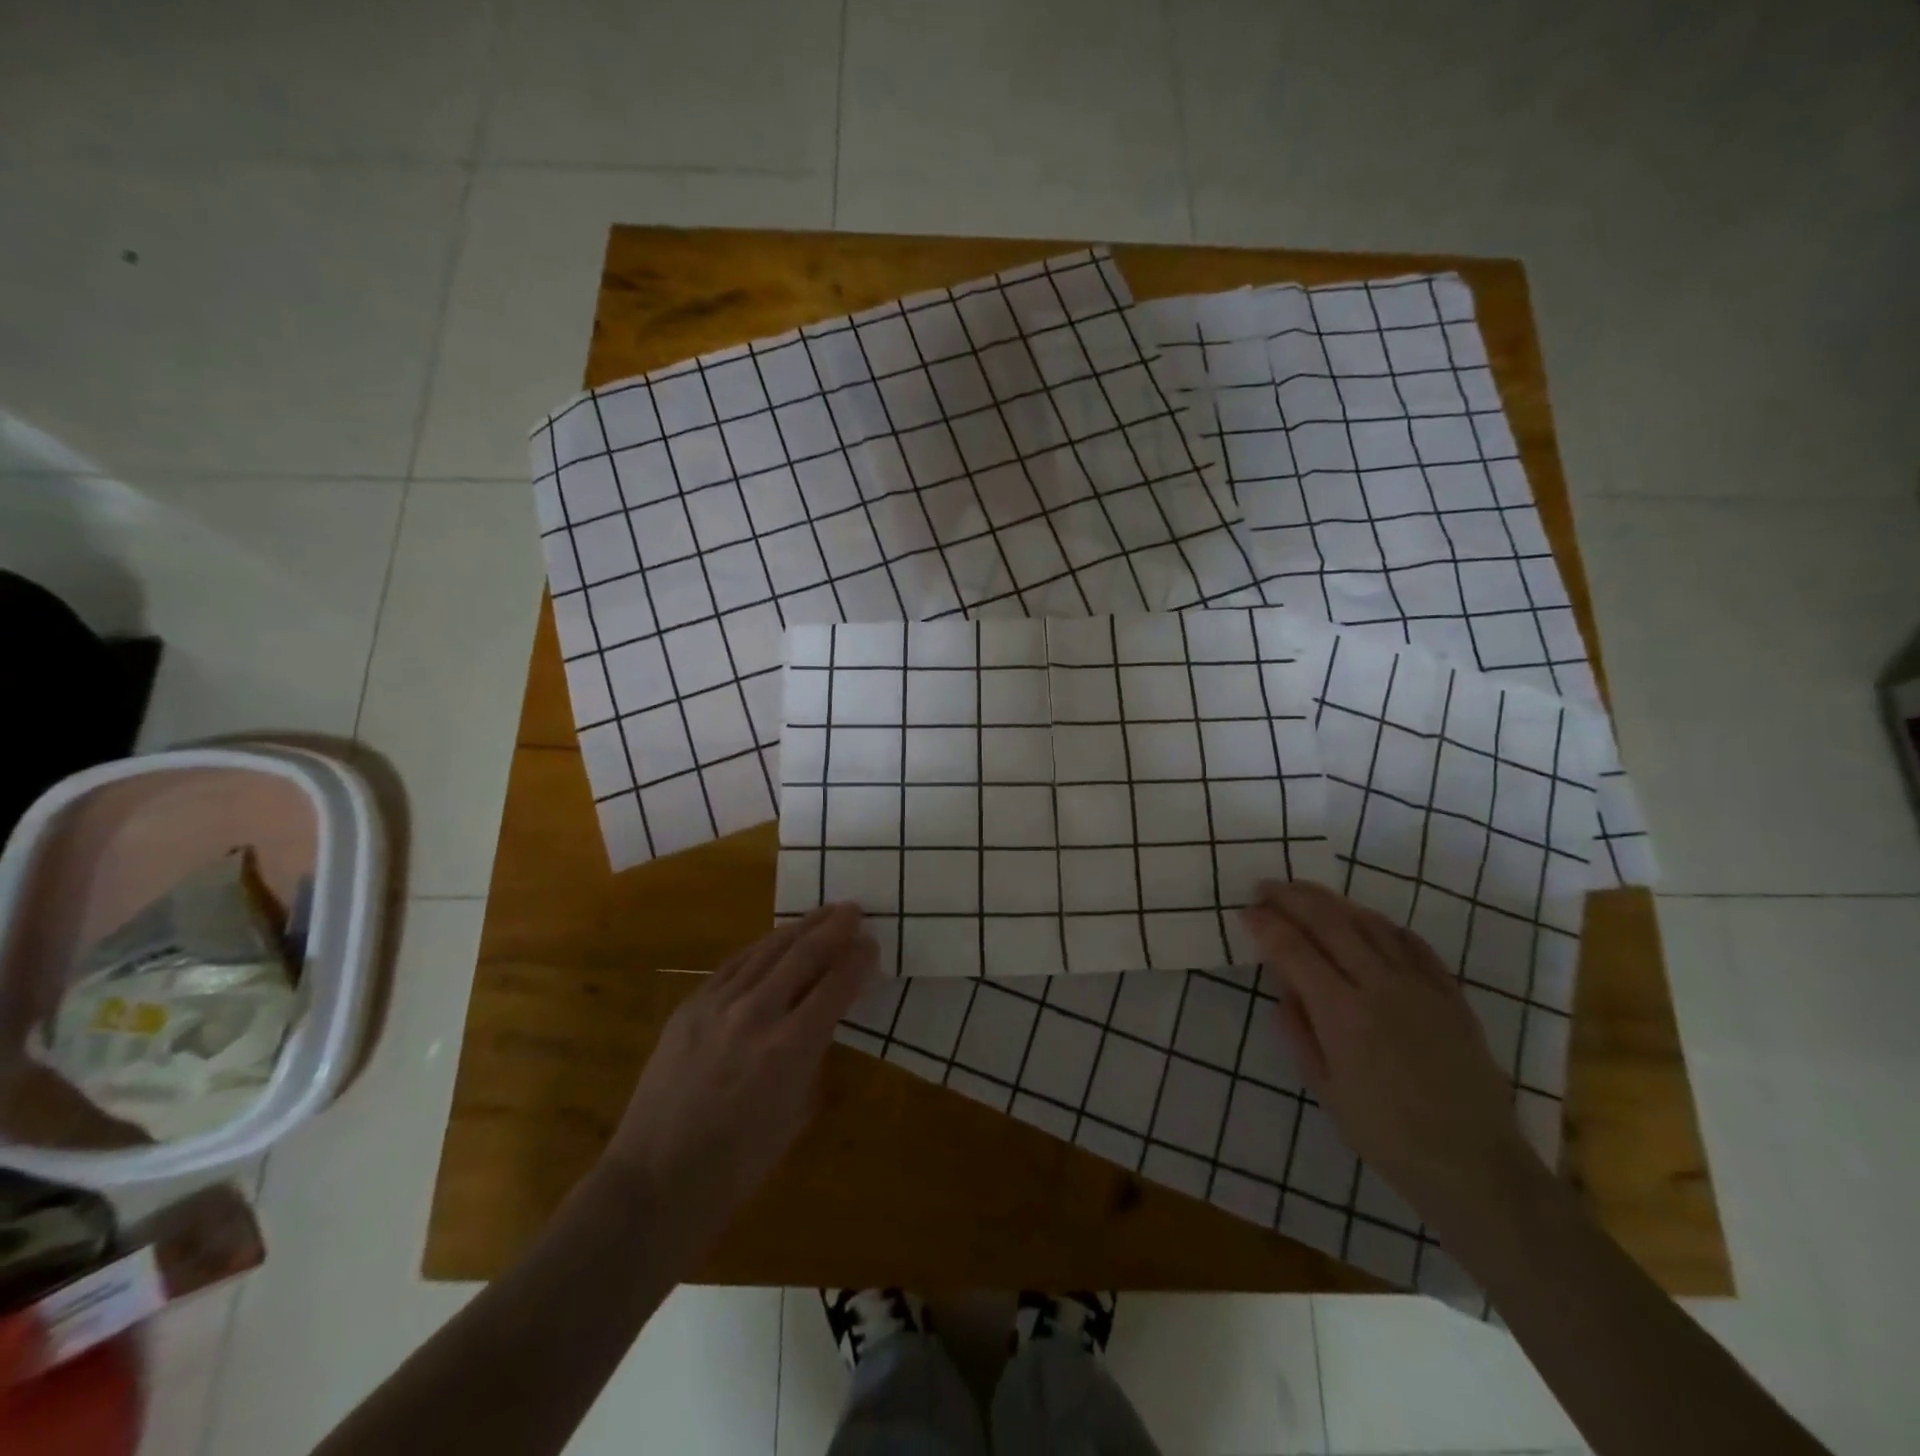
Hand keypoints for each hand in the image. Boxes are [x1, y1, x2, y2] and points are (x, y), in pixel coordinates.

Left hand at [601, 904, 877, 1237]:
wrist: (656, 1179)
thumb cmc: (738, 1163)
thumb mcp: (796, 1112)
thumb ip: (814, 1055)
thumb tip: (823, 1019)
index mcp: (789, 1048)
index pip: (835, 986)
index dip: (858, 961)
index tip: (872, 943)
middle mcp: (755, 1014)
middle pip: (803, 955)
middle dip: (833, 929)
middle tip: (853, 910)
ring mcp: (717, 1005)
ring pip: (767, 950)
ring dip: (799, 928)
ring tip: (822, 913)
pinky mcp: (689, 1006)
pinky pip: (733, 964)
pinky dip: (761, 948)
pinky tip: (774, 940)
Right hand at [1240, 880, 1543, 1233]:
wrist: (1475, 1167)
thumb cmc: (1387, 1136)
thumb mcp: (1326, 1090)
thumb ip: (1299, 1031)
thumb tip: (1284, 987)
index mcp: (1343, 1015)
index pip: (1294, 951)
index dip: (1266, 925)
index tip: (1246, 911)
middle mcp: (1380, 987)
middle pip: (1330, 922)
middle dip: (1292, 898)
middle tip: (1266, 887)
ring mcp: (1421, 987)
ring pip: (1371, 924)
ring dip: (1333, 902)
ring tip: (1307, 894)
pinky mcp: (1451, 995)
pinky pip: (1413, 944)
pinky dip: (1383, 924)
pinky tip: (1367, 920)